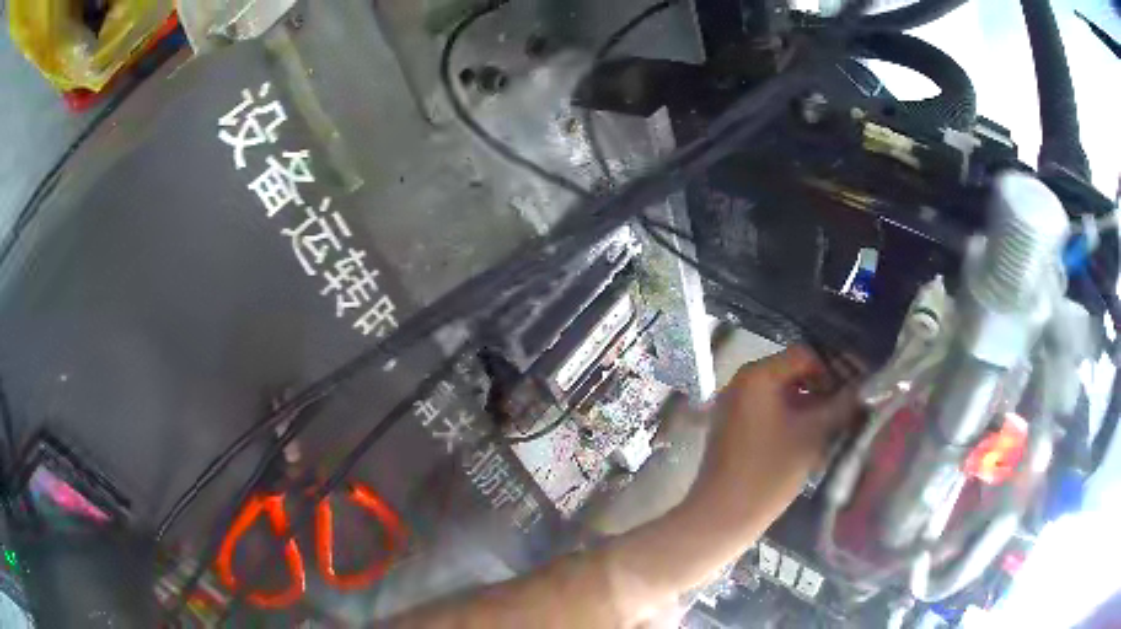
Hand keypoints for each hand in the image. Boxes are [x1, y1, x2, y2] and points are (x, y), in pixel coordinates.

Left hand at [683, 346, 859, 539]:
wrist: (722, 515)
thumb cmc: (769, 472)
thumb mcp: (813, 436)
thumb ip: (841, 406)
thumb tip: (866, 387)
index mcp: (757, 375)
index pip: (806, 356)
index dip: (834, 371)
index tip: (855, 392)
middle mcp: (741, 383)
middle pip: (793, 374)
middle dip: (823, 391)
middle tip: (847, 411)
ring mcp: (734, 406)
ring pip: (783, 396)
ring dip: (810, 408)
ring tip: (833, 428)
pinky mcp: (732, 429)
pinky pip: (769, 413)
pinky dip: (791, 421)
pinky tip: (810, 442)